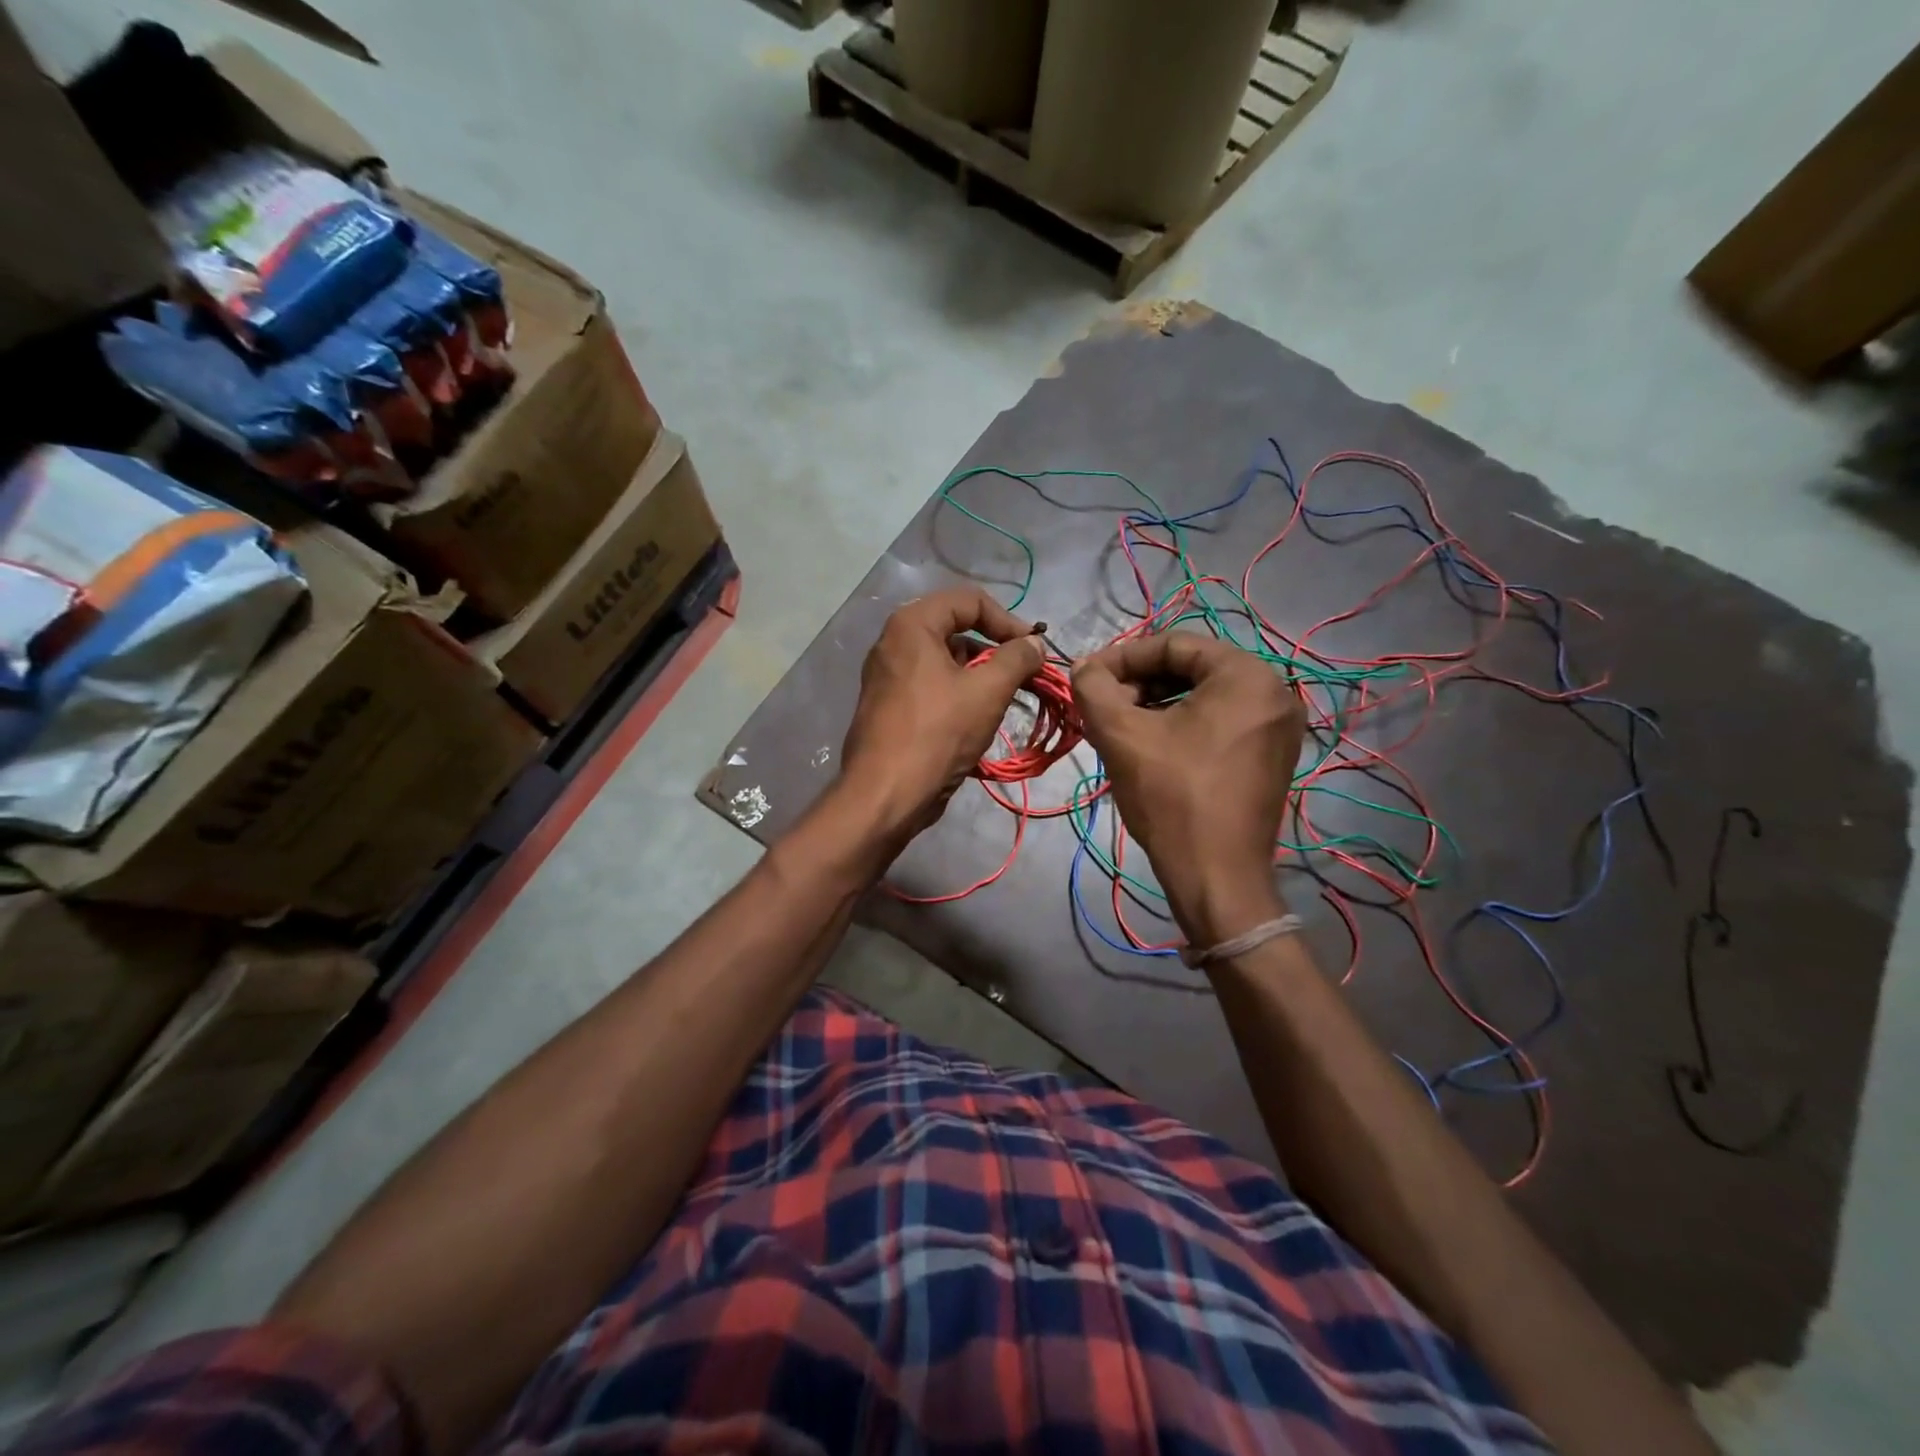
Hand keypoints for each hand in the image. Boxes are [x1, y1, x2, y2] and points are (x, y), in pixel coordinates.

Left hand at [840, 588, 1046, 848]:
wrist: (886, 794)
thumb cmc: (938, 733)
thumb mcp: (987, 690)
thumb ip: (1017, 658)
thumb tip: (1034, 644)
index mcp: (911, 625)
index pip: (969, 600)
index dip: (1007, 620)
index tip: (1032, 649)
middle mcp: (894, 642)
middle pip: (956, 629)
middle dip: (995, 649)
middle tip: (1025, 674)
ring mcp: (888, 676)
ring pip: (946, 661)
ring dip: (981, 674)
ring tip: (1008, 699)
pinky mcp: (890, 706)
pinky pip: (932, 686)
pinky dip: (960, 693)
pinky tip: (980, 719)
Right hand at [1072, 632, 1304, 946]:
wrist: (1216, 877)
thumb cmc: (1171, 797)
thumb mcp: (1121, 735)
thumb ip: (1094, 688)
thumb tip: (1084, 667)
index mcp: (1246, 675)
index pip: (1173, 644)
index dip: (1122, 657)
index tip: (1087, 677)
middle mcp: (1274, 691)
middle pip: (1191, 669)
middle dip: (1140, 683)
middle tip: (1102, 706)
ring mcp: (1279, 727)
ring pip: (1204, 697)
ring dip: (1156, 704)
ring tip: (1120, 728)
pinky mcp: (1273, 756)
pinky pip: (1221, 722)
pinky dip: (1182, 725)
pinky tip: (1150, 747)